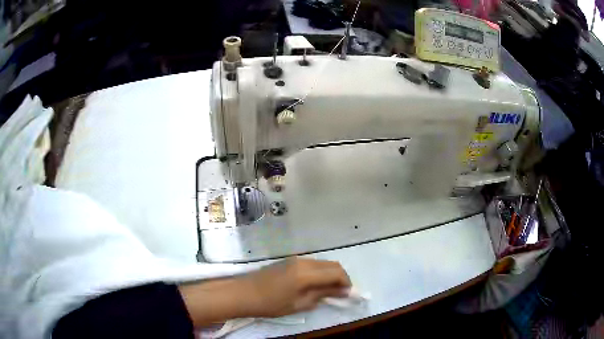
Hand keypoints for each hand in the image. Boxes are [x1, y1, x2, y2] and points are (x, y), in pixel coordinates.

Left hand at [239, 258, 351, 317]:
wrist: (244, 293)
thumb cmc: (271, 303)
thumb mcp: (299, 304)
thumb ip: (322, 295)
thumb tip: (343, 291)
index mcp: (307, 273)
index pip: (337, 273)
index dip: (346, 283)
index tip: (348, 294)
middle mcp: (304, 261)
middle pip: (332, 265)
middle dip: (341, 278)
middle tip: (340, 293)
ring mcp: (296, 259)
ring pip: (322, 263)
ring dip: (330, 274)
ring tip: (328, 291)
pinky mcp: (289, 260)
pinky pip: (312, 264)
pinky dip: (320, 272)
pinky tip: (315, 284)